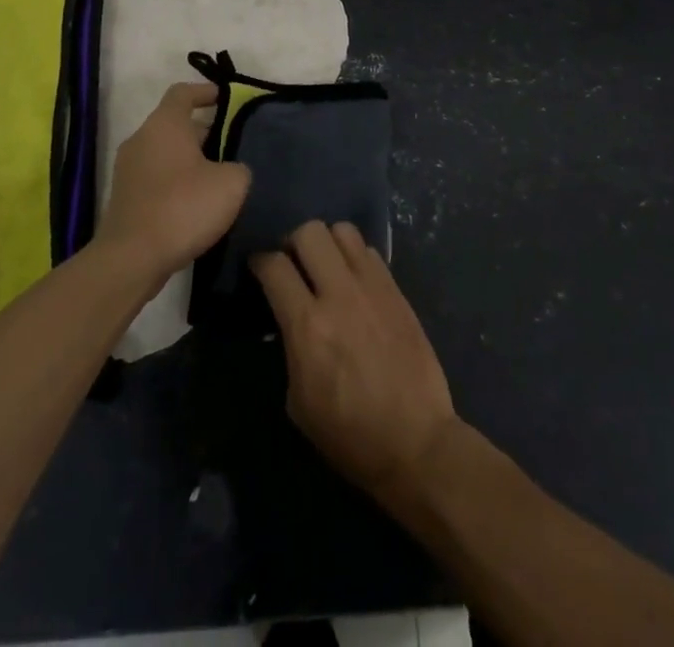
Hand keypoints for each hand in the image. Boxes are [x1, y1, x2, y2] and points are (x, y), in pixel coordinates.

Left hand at [94, 82, 250, 289]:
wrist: (131, 259)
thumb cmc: (183, 208)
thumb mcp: (231, 184)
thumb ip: (238, 167)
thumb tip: (231, 170)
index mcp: (164, 124)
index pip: (183, 92)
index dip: (206, 92)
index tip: (227, 99)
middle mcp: (141, 139)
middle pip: (174, 124)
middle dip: (204, 132)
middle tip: (232, 147)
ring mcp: (128, 169)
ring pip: (165, 152)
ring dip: (190, 160)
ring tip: (218, 178)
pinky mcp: (125, 197)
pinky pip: (155, 177)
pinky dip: (175, 182)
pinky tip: (196, 204)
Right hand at [252, 221, 457, 501]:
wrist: (416, 442)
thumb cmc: (350, 435)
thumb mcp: (299, 401)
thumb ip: (291, 346)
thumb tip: (290, 320)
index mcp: (308, 326)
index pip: (274, 266)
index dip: (259, 261)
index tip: (258, 268)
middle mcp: (339, 295)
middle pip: (309, 232)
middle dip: (293, 242)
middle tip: (293, 264)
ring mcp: (372, 287)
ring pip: (342, 230)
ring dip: (327, 243)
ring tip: (325, 266)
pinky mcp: (396, 290)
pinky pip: (369, 251)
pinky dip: (354, 257)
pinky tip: (353, 281)